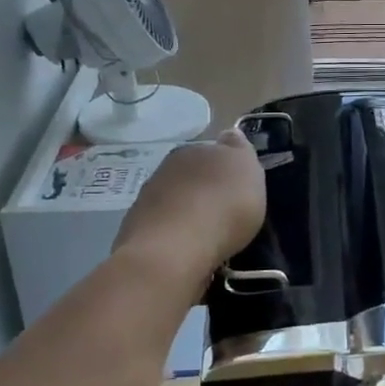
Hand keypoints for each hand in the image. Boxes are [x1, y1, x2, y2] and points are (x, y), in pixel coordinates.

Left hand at [116, 129, 266, 279]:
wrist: (174, 250)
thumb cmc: (223, 206)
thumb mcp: (248, 171)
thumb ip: (240, 151)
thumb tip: (229, 136)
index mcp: (195, 150)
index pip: (214, 150)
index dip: (227, 166)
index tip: (238, 185)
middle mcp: (167, 168)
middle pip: (192, 175)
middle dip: (206, 188)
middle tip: (225, 211)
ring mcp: (147, 199)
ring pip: (175, 200)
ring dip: (189, 212)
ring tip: (208, 235)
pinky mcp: (136, 230)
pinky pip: (164, 227)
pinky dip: (175, 235)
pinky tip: (188, 249)